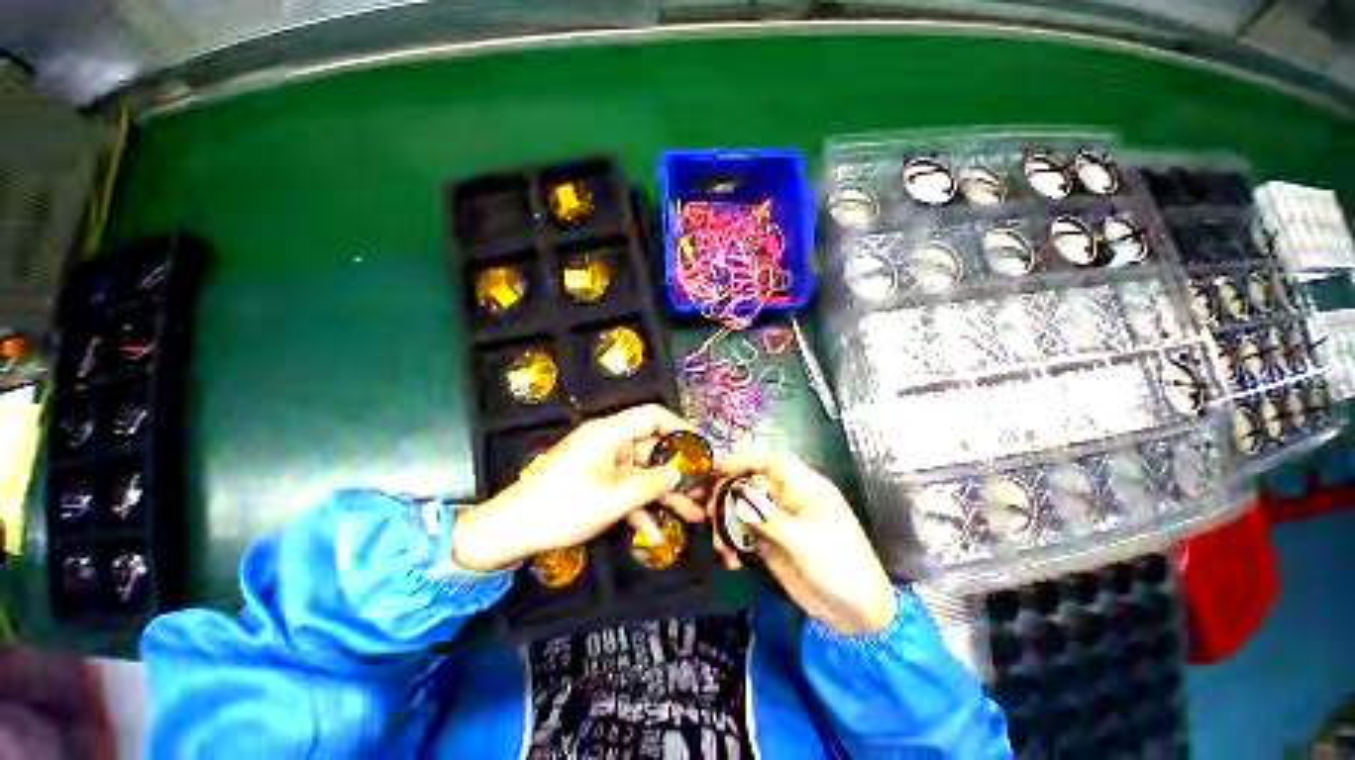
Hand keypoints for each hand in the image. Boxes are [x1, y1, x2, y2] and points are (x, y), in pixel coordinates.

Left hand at [451, 405, 706, 571]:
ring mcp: (601, 465)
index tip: (700, 445)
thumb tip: (677, 472)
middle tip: (701, 488)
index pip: (652, 416)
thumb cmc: (561, 509)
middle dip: (676, 471)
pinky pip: (624, 490)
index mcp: (609, 434)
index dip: (679, 426)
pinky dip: (639, 508)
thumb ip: (650, 484)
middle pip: (651, 449)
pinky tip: (656, 534)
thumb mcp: (613, 500)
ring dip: (663, 494)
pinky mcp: (595, 483)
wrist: (510, 531)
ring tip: (691, 514)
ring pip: (641, 474)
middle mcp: (608, 444)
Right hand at [699, 453, 896, 635]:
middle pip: (751, 484)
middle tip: (707, 511)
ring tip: (719, 544)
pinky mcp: (772, 543)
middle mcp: (789, 500)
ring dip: (726, 523)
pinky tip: (730, 559)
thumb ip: (767, 516)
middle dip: (726, 494)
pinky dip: (733, 543)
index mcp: (805, 488)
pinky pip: (745, 534)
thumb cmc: (838, 566)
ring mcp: (779, 522)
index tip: (718, 468)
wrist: (857, 615)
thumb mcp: (802, 540)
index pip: (772, 462)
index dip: (745, 460)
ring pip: (743, 510)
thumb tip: (736, 495)